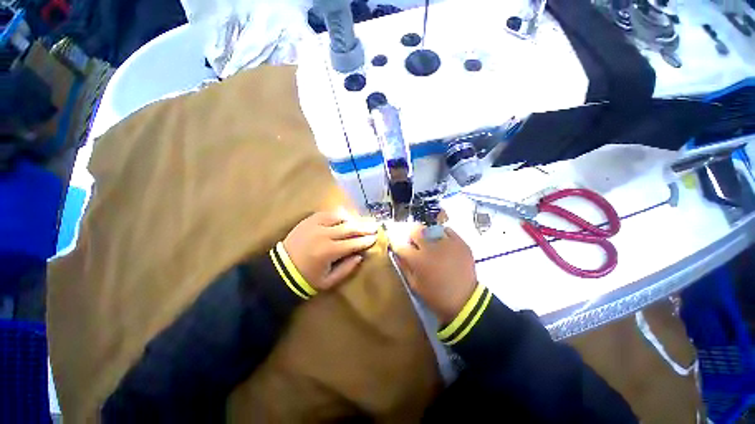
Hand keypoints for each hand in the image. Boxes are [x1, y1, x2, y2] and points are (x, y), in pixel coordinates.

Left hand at [283, 211, 378, 290]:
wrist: (281, 270)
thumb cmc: (306, 278)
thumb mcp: (329, 281)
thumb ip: (347, 269)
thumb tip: (360, 256)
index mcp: (328, 251)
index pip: (353, 243)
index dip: (366, 240)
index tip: (375, 238)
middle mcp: (323, 235)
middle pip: (350, 228)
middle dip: (364, 227)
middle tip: (375, 226)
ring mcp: (315, 225)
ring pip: (340, 217)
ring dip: (352, 219)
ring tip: (361, 222)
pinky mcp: (309, 220)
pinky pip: (327, 213)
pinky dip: (338, 215)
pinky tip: (344, 217)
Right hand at [392, 225, 476, 322]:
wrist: (465, 301)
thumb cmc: (436, 295)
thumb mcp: (415, 285)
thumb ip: (404, 266)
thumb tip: (398, 253)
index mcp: (418, 260)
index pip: (401, 246)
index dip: (397, 246)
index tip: (399, 247)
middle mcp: (431, 248)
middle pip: (415, 230)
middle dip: (411, 235)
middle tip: (414, 242)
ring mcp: (447, 243)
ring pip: (431, 229)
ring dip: (427, 235)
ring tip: (430, 243)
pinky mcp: (460, 243)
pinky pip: (448, 230)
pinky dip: (443, 234)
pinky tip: (443, 242)